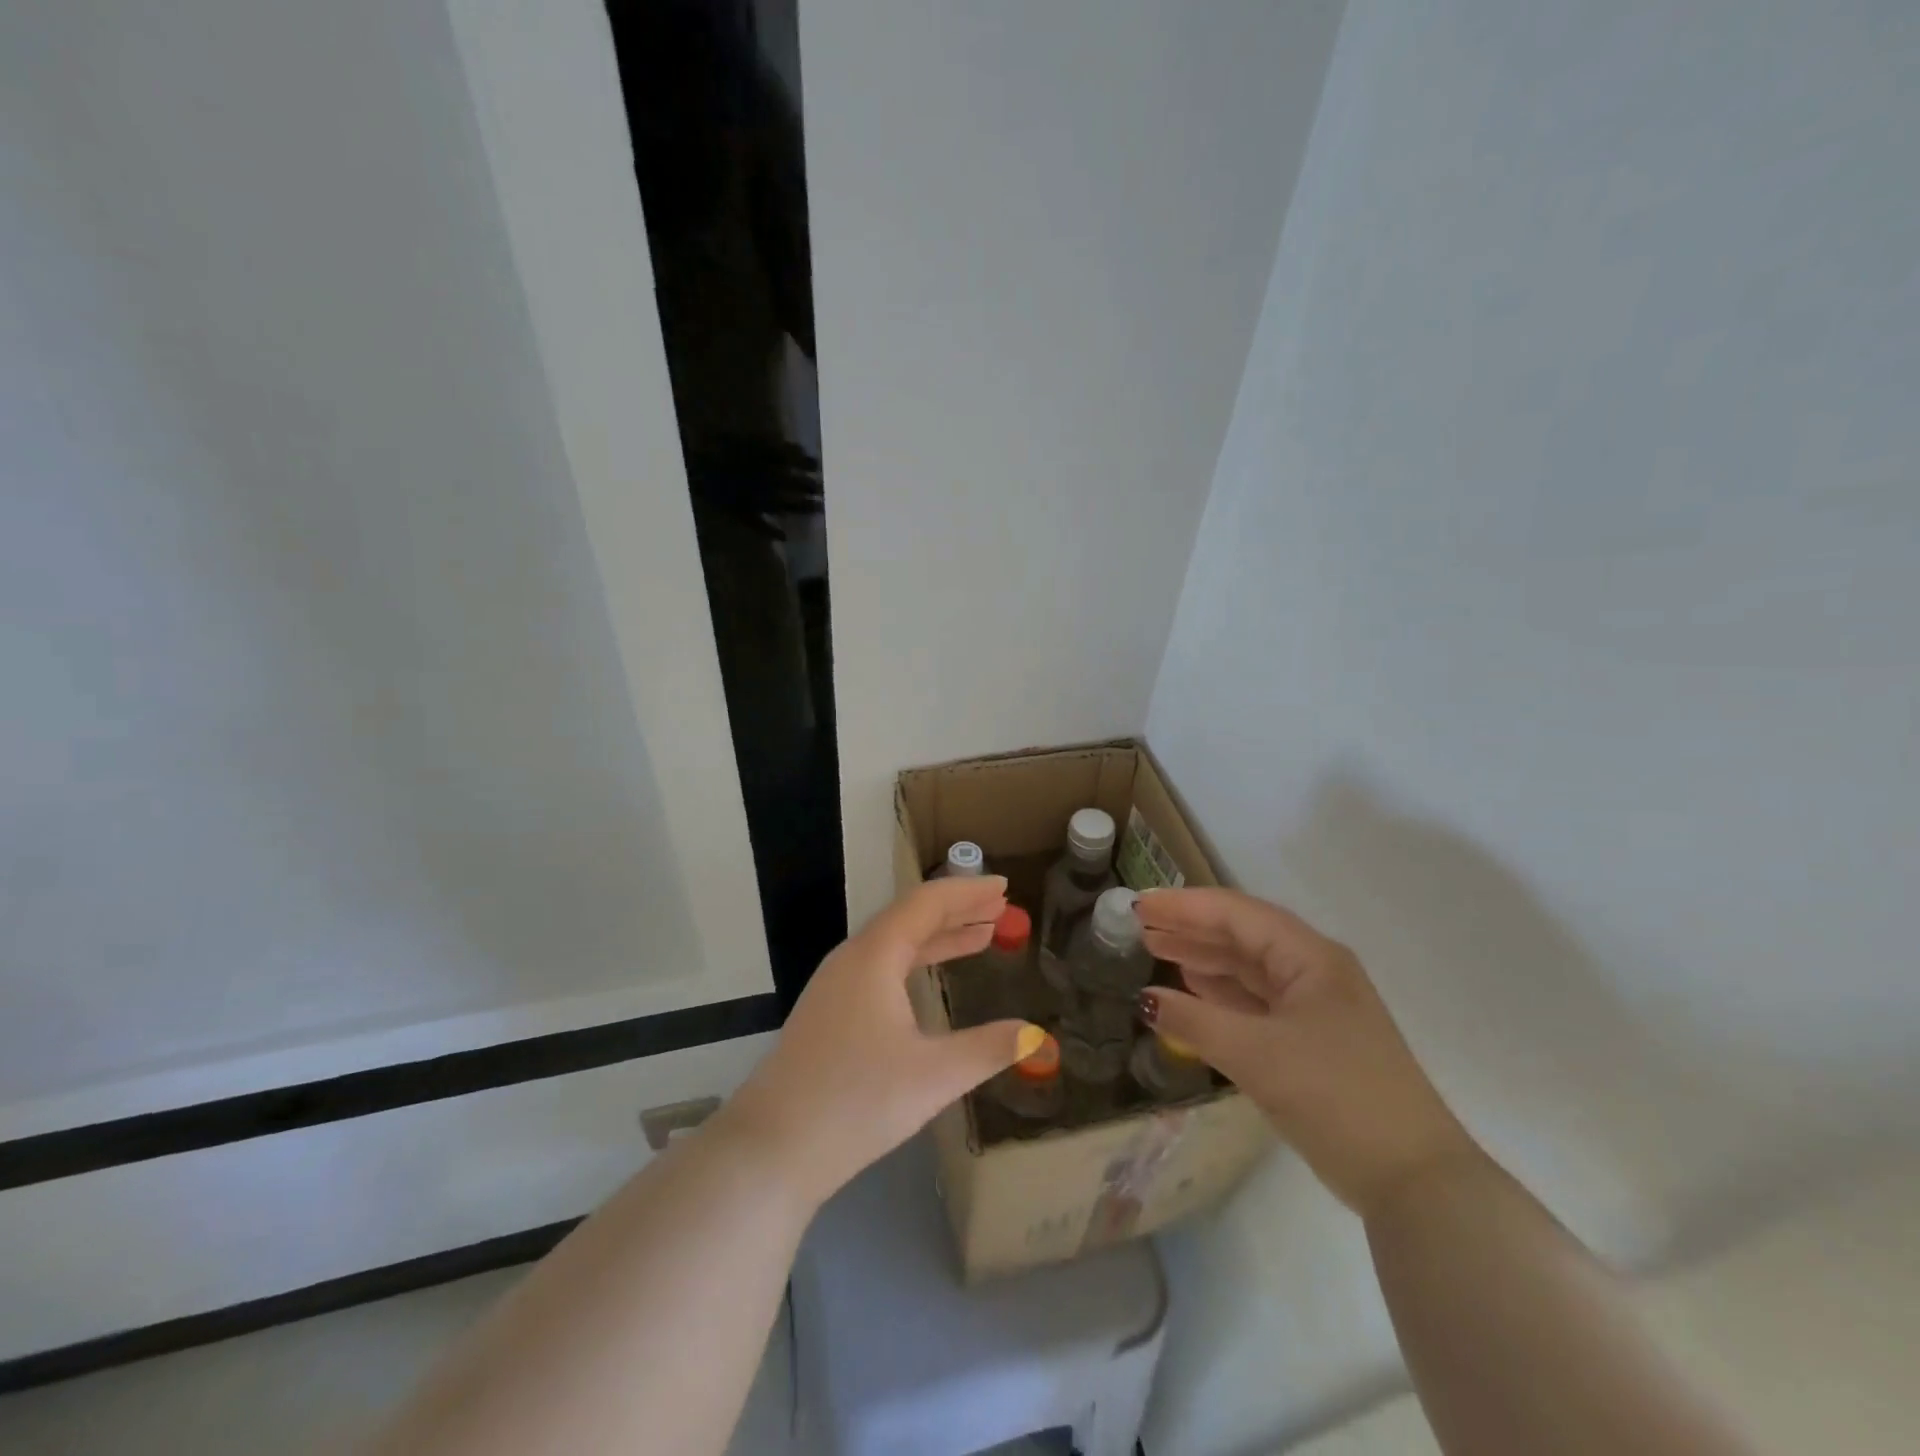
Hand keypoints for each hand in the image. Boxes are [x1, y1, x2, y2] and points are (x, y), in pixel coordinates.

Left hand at [719, 876, 1036, 1207]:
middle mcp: (852, 959)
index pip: (926, 903)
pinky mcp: (829, 1013)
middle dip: (958, 911)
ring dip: (939, 937)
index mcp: (874, 956)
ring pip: (895, 945)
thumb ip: (988, 1049)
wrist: (771, 1148)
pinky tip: (929, 981)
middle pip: (910, 918)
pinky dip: (916, 963)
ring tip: (981, 935)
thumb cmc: (855, 1101)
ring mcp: (835, 986)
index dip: (967, 892)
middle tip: (1000, 907)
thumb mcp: (932, 1076)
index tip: (1004, 886)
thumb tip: (1037, 1035)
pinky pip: (882, 969)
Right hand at [1136, 887, 1480, 1218]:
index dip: (1185, 906)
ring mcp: (1316, 1007)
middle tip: (1141, 926)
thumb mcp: (1257, 1055)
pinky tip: (1193, 990)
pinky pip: (1257, 1002)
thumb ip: (1196, 1022)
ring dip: (1203, 958)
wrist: (1414, 1180)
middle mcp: (1314, 971)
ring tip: (1156, 950)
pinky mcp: (1312, 1041)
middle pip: (1242, 936)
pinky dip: (1221, 994)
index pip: (1237, 914)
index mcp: (1310, 958)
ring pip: (1249, 969)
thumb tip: (1146, 1000)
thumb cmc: (1335, 1096)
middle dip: (1191, 928)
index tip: (1140, 904)